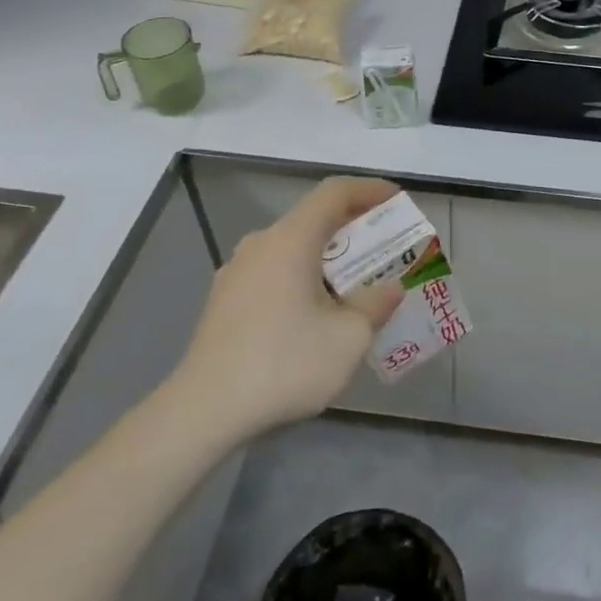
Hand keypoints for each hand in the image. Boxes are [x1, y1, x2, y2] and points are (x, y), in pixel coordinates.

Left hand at [178, 177, 405, 439]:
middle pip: (312, 219)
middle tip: (383, 248)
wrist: (204, 409)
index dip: (369, 190)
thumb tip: (389, 290)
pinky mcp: (224, 300)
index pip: (334, 193)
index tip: (396, 200)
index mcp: (291, 240)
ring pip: (291, 248)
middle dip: (352, 228)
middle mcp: (260, 244)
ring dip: (325, 258)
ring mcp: (236, 272)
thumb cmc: (284, 363)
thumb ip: (375, 305)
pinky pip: (272, 272)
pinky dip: (301, 278)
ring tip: (353, 286)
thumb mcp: (348, 338)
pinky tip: (314, 314)